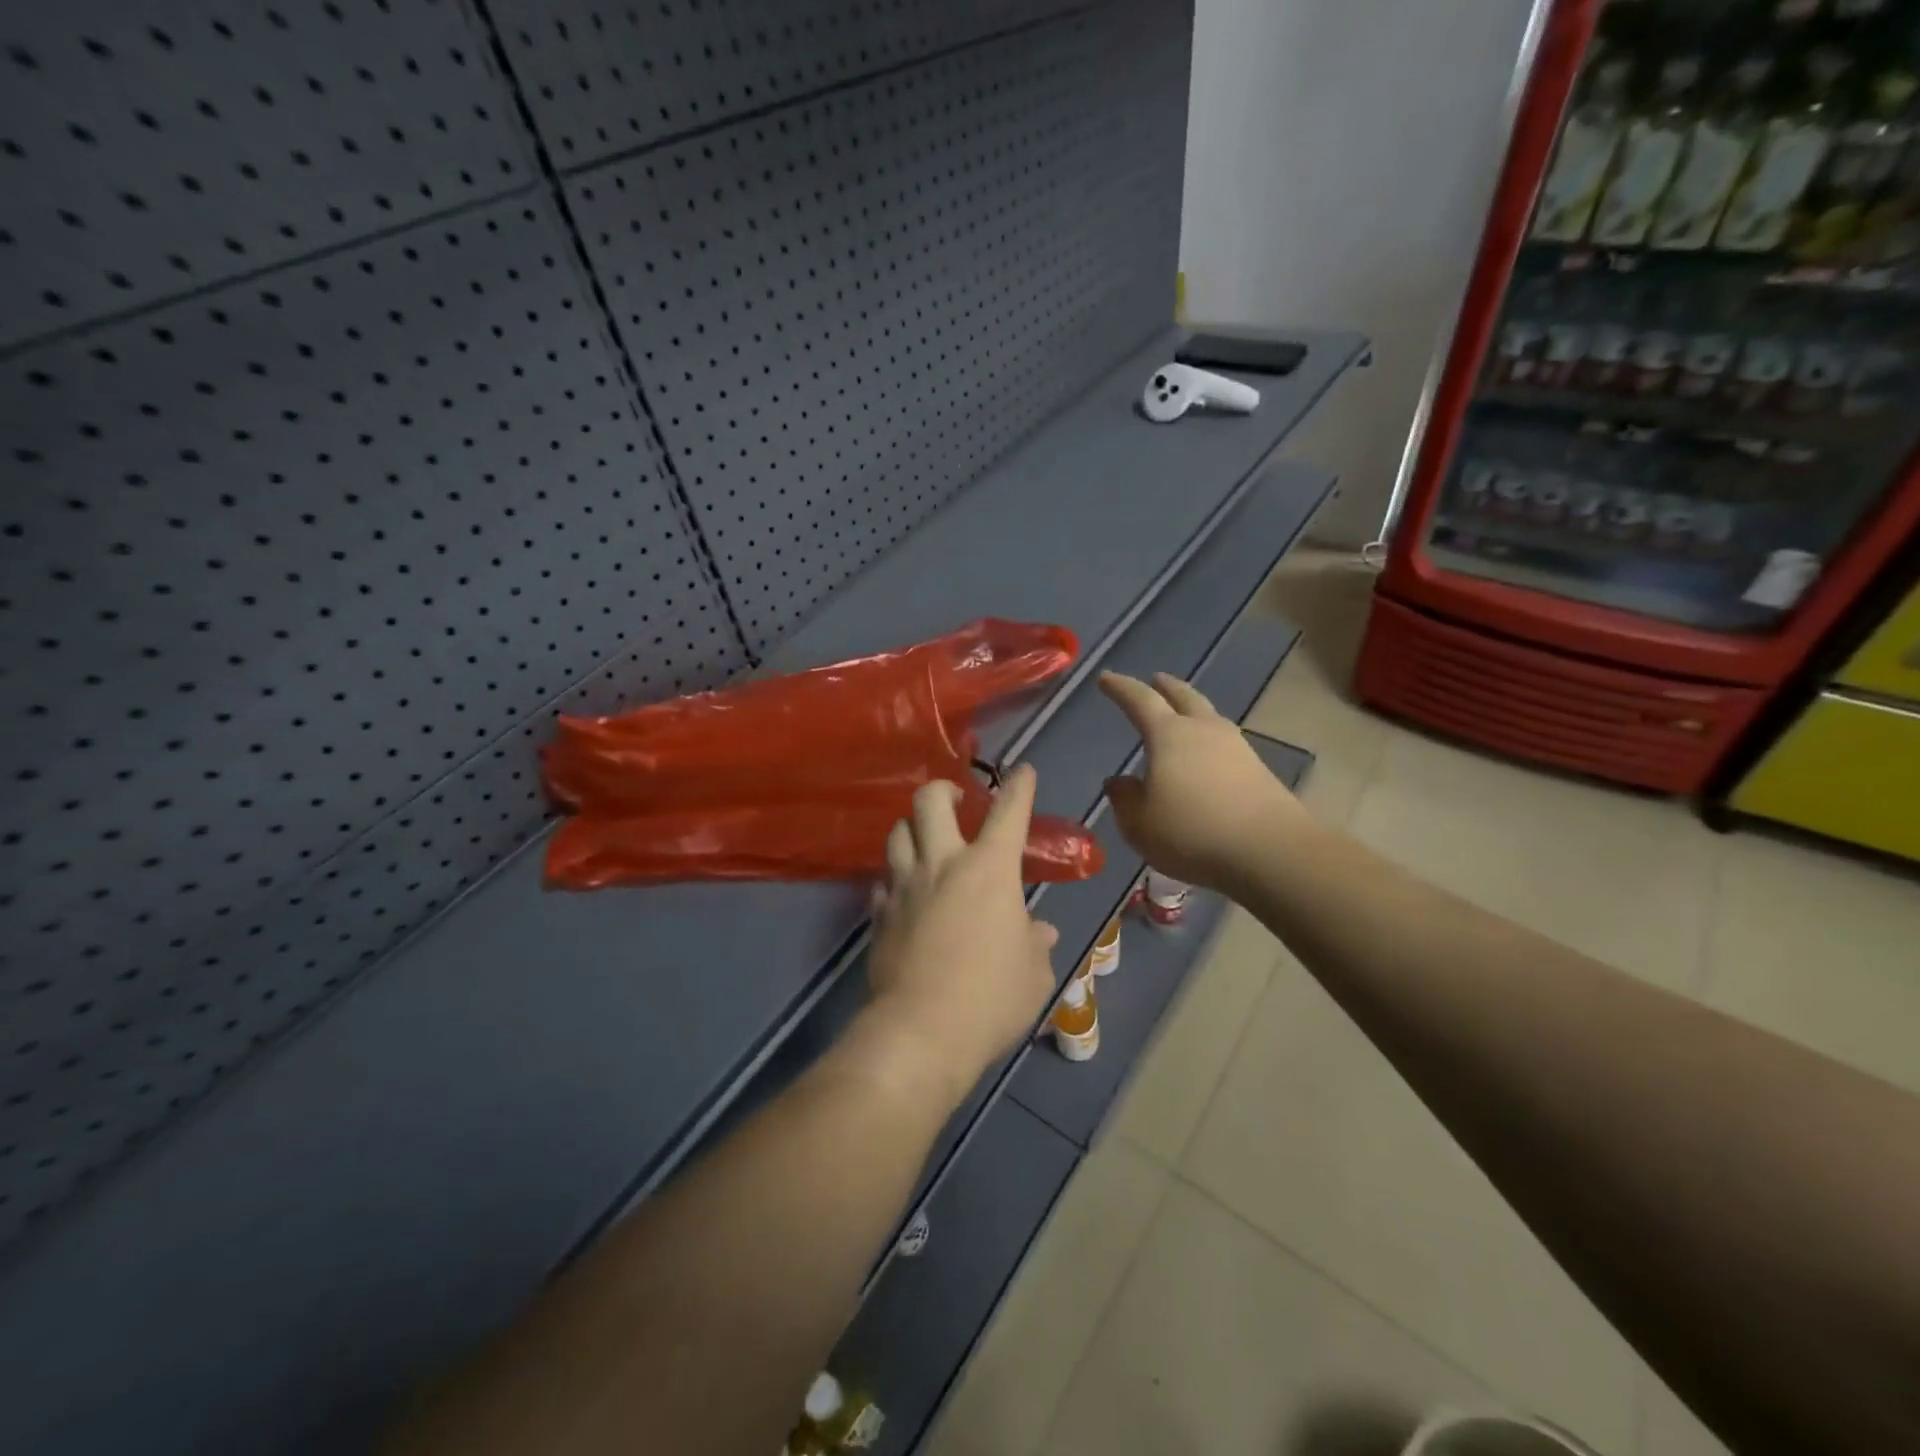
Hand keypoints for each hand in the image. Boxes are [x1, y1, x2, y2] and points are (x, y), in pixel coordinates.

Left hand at [856, 766, 1058, 1109]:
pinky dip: (895, 879)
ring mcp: (905, 886)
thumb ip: (1036, 944)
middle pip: (930, 802)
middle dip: (943, 788)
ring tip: (925, 839)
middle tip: (955, 797)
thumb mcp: (1033, 973)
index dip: (1019, 787)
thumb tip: (1039, 932)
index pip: (1008, 812)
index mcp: (990, 869)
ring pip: (897, 833)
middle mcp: (943, 864)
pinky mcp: (880, 914)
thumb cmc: (992, 997)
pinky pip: (883, 881)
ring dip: (912, 828)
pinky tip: (902, 892)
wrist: (922, 1031)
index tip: (1022, 771)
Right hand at [1099, 671, 1308, 893]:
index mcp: (1169, 736)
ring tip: (1184, 713)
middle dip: (1167, 687)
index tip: (1105, 678)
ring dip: (1193, 710)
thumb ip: (1125, 800)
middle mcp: (1204, 731)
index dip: (1120, 688)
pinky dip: (1210, 740)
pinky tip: (1207, 755)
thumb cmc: (1192, 833)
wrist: (1270, 851)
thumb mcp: (1140, 824)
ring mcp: (1236, 748)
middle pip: (1184, 697)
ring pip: (1210, 717)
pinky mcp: (1258, 770)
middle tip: (1156, 679)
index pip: (1140, 701)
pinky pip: (1226, 744)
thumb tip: (1118, 782)